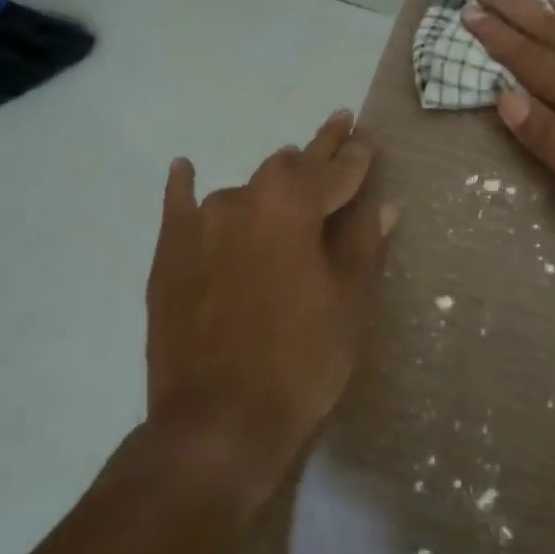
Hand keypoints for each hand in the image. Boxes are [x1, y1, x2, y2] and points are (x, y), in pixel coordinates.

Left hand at [142, 110, 396, 499]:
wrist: (217, 425)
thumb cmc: (302, 360)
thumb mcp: (349, 301)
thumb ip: (363, 243)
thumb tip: (384, 205)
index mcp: (293, 205)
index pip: (335, 169)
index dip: (356, 155)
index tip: (368, 138)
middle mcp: (244, 199)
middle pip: (289, 166)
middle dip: (319, 151)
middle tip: (340, 129)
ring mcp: (201, 226)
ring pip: (245, 188)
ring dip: (271, 183)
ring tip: (289, 173)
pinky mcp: (170, 256)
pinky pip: (179, 208)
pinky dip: (184, 187)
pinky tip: (185, 168)